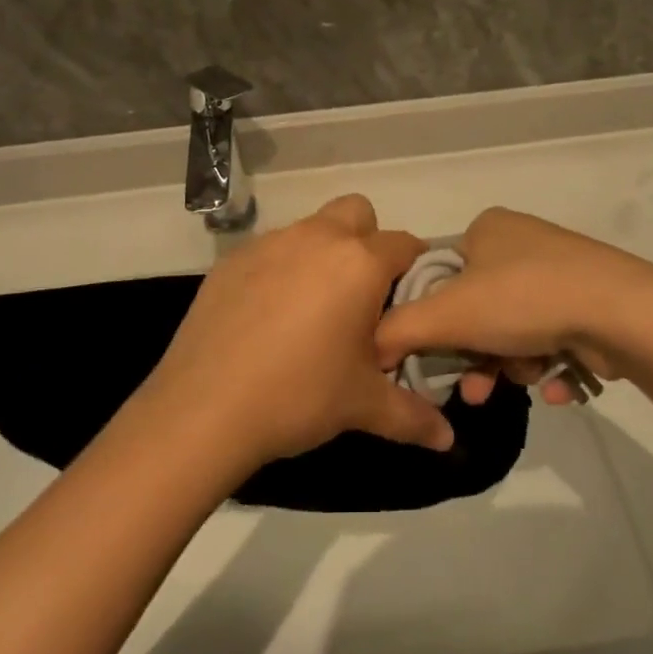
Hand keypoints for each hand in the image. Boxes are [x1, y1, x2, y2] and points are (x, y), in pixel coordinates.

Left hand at [139, 195, 453, 473]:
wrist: (204, 407)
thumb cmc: (299, 396)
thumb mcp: (363, 406)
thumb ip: (413, 416)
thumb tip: (448, 439)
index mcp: (359, 263)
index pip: (405, 244)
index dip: (414, 269)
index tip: (408, 302)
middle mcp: (317, 238)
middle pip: (357, 213)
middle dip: (367, 242)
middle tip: (360, 297)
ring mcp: (270, 243)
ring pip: (311, 229)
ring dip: (322, 255)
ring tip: (311, 312)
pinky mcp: (233, 259)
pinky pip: (271, 251)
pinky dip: (280, 270)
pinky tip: (267, 318)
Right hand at [375, 208, 652, 406]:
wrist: (621, 312)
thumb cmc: (523, 300)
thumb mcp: (448, 314)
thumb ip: (399, 329)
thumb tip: (369, 346)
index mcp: (486, 229)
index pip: (440, 276)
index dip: (432, 321)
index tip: (436, 358)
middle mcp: (521, 241)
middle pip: (477, 308)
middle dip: (475, 355)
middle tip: (474, 389)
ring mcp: (559, 270)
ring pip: (513, 328)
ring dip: (510, 364)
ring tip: (523, 382)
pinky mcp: (589, 300)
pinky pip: (550, 336)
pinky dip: (547, 363)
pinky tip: (557, 384)